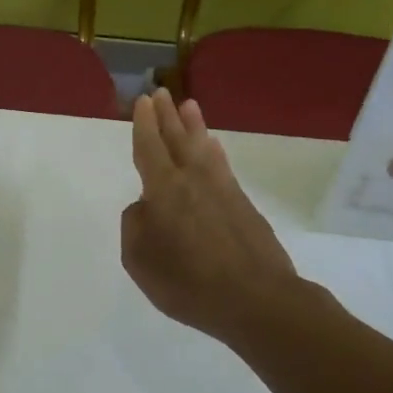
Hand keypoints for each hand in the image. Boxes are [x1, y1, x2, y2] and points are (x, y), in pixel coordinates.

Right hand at [121, 91, 320, 346]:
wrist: (257, 300)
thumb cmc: (189, 283)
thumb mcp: (140, 260)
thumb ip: (135, 227)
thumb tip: (145, 207)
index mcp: (164, 189)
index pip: (150, 148)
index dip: (144, 124)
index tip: (143, 101)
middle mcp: (193, 180)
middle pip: (177, 139)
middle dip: (167, 116)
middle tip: (161, 92)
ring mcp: (223, 190)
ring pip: (203, 148)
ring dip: (194, 126)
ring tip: (190, 106)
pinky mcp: (244, 205)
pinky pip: (222, 166)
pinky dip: (214, 151)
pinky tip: (213, 148)